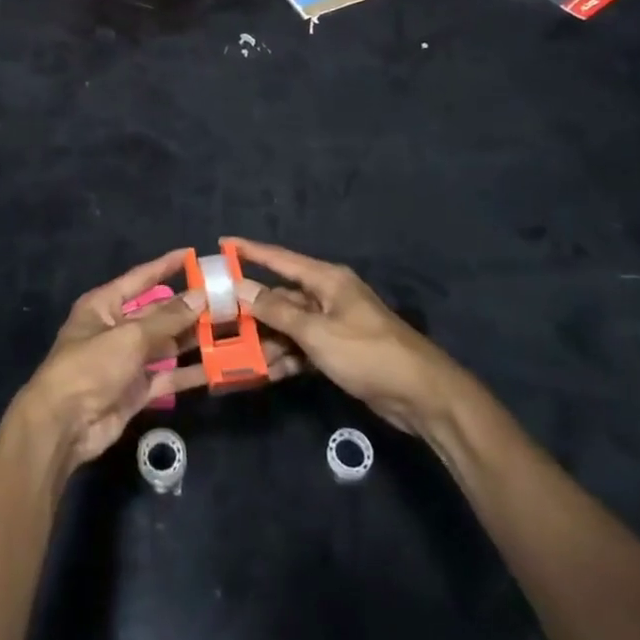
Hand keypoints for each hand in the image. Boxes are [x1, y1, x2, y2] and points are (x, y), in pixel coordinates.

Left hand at [13, 251, 302, 470]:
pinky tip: (220, 367)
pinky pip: (169, 377)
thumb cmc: (90, 366)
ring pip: (167, 345)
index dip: (166, 266)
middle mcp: (116, 328)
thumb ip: (167, 318)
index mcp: (104, 305)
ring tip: (231, 329)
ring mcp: (128, 361)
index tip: (194, 255)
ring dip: (194, 339)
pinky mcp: (138, 390)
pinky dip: (191, 373)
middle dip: (189, 307)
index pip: (140, 278)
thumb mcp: (129, 336)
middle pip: (158, 312)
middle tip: (226, 299)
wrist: (64, 425)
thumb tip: (201, 295)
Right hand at [228, 237, 458, 433]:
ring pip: (289, 326)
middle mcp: (328, 296)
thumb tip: (240, 288)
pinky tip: (266, 373)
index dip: (249, 251)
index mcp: (326, 280)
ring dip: (267, 340)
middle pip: (281, 296)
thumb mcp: (316, 333)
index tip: (220, 244)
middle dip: (252, 309)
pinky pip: (303, 348)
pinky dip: (286, 359)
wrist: (421, 395)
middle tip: (218, 318)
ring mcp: (334, 325)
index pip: (279, 259)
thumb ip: (276, 311)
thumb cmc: (367, 353)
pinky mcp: (339, 351)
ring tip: (237, 355)